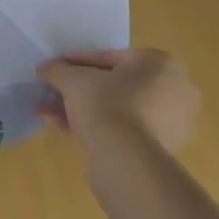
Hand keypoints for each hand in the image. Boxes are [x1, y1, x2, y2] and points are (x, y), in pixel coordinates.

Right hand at [38, 49, 198, 153]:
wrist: (127, 160)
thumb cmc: (106, 104)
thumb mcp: (73, 79)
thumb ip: (57, 69)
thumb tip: (45, 68)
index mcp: (161, 64)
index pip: (110, 58)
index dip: (76, 63)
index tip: (55, 69)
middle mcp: (174, 90)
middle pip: (114, 85)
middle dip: (78, 90)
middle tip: (53, 92)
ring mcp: (171, 123)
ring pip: (117, 109)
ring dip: (81, 109)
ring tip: (49, 113)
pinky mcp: (161, 150)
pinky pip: (123, 129)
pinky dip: (96, 127)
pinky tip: (62, 128)